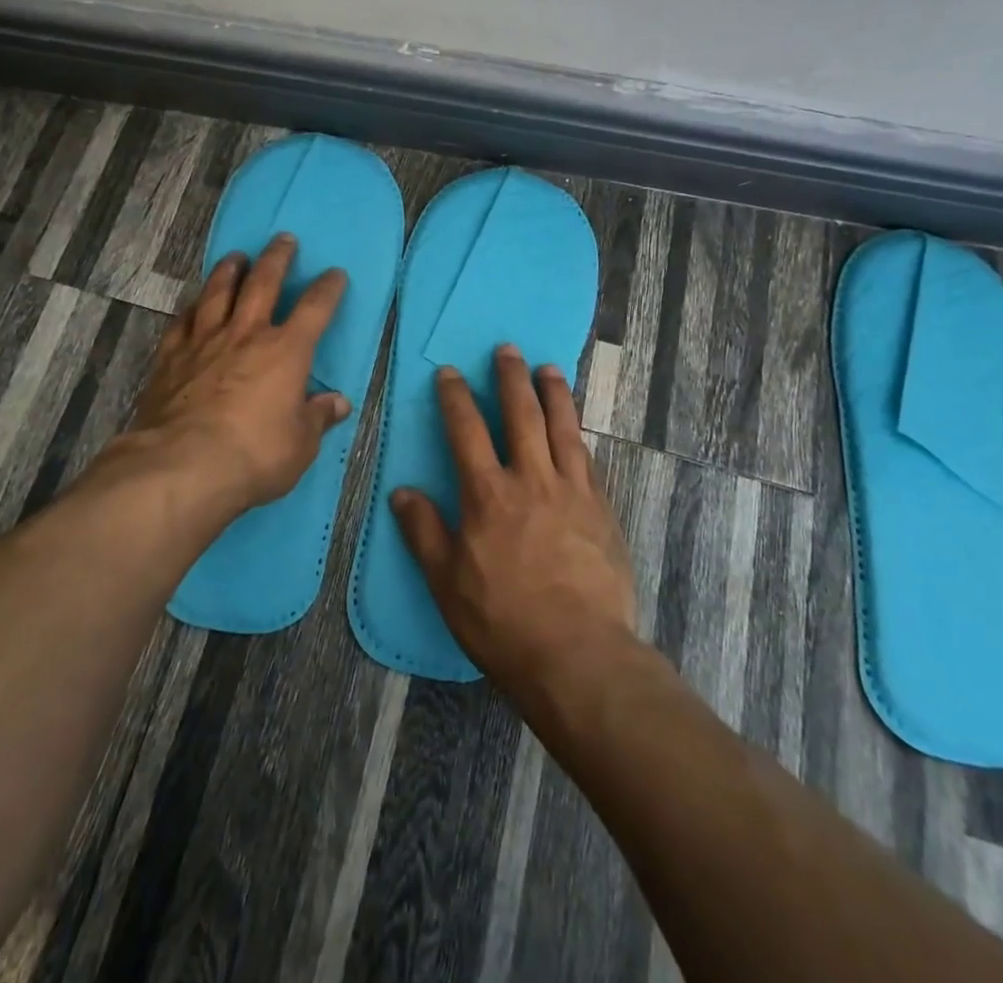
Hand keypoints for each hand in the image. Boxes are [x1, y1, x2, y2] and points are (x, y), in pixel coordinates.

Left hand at [123, 233, 351, 517]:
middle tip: (283, 239)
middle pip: (263, 283)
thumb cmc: (253, 454)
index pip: (314, 309)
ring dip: (230, 270)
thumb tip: (338, 403)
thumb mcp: (299, 444)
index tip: (335, 273)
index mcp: (286, 351)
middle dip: (277, 258)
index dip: (327, 288)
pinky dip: (191, 307)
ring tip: (236, 256)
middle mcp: (246, 334)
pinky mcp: (171, 356)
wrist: (182, 464)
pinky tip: (193, 302)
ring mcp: (205, 341)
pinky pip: (183, 320)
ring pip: (218, 292)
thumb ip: (317, 418)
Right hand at [391, 346, 637, 699]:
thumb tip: (402, 492)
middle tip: (507, 350)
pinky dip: (578, 434)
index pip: (466, 430)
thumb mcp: (447, 582)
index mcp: (488, 494)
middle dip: (511, 378)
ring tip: (548, 368)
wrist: (579, 654)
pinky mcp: (601, 509)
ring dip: (553, 393)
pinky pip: (587, 459)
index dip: (456, 397)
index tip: (450, 372)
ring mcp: (571, 491)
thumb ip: (424, 532)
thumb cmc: (503, 620)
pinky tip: (576, 426)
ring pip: (562, 428)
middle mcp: (531, 480)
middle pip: (521, 415)